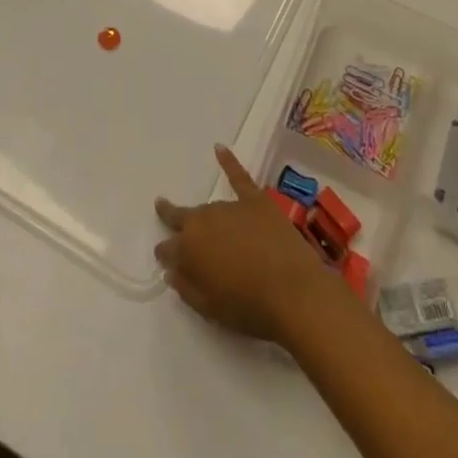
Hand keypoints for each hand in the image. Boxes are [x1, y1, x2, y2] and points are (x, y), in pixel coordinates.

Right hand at [155, 145, 346, 345]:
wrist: (293, 292)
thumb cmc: (249, 307)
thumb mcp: (210, 309)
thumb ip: (186, 288)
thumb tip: (171, 271)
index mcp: (190, 249)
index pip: (168, 248)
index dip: (165, 252)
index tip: (164, 256)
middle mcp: (205, 221)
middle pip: (184, 219)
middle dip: (173, 218)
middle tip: (164, 213)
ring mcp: (231, 207)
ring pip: (210, 208)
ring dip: (205, 216)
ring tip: (205, 222)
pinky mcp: (255, 200)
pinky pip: (238, 176)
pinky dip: (228, 161)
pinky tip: (219, 148)